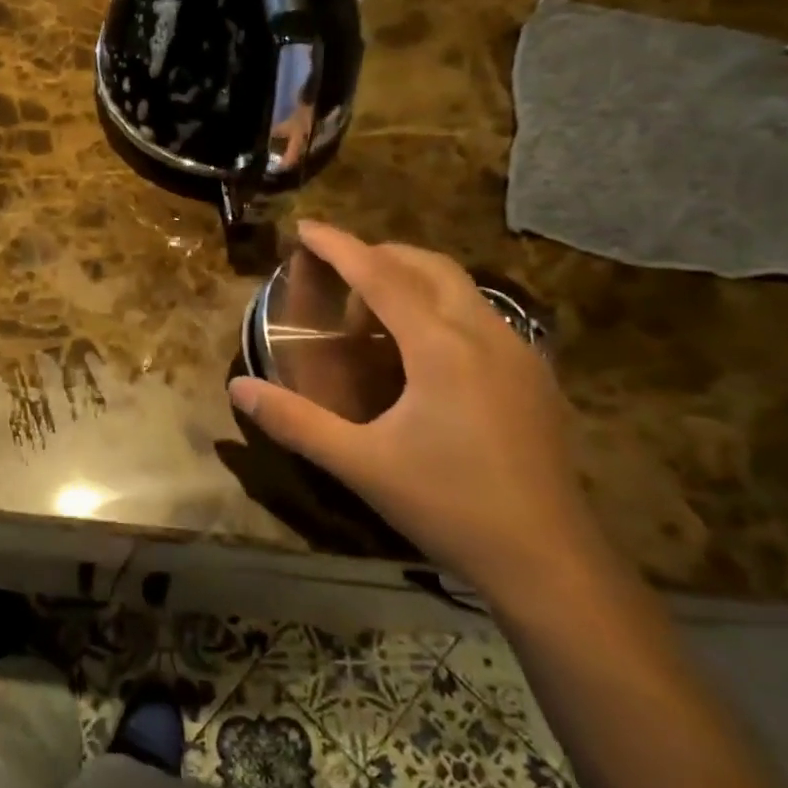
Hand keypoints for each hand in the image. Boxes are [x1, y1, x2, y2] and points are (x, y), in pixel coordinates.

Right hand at [229, 221, 610, 611]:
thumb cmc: (448, 505)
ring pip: (460, 288)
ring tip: (371, 315)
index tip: (306, 227)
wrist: (549, 561)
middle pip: (427, 266)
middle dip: (378, 256)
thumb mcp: (360, 464)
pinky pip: (479, 316)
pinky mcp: (534, 376)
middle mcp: (485, 334)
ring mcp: (519, 352)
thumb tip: (238, 388)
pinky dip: (440, 309)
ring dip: (411, 282)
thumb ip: (295, 421)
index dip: (339, 246)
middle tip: (336, 276)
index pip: (380, 276)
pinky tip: (422, 352)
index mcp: (441, 347)